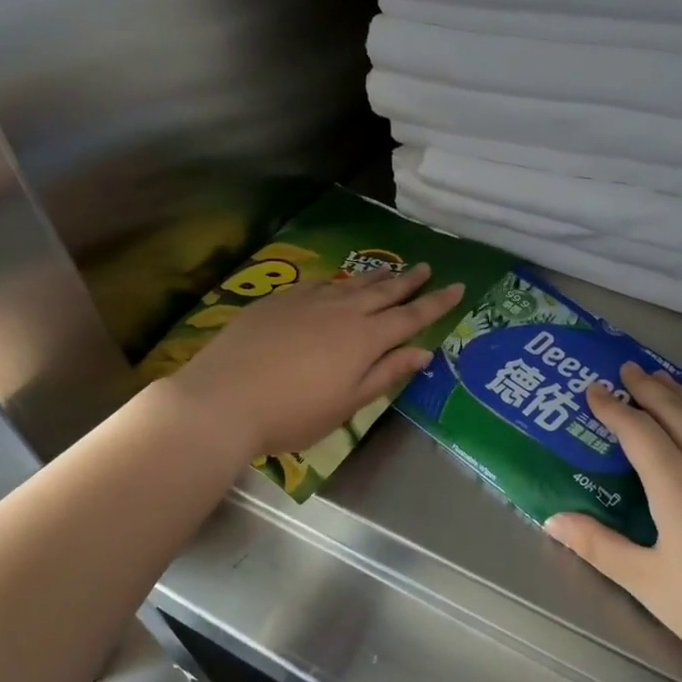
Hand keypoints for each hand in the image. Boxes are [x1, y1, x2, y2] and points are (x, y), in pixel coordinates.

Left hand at [166, 263, 464, 459]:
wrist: (223, 399)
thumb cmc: (293, 414)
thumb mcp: (347, 404)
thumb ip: (386, 374)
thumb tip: (423, 352)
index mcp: (366, 339)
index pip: (411, 316)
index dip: (436, 303)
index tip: (458, 286)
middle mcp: (342, 312)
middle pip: (384, 292)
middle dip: (409, 281)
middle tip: (428, 267)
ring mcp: (308, 301)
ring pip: (351, 283)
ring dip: (375, 276)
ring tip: (391, 268)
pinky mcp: (279, 300)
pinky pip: (319, 284)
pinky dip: (337, 282)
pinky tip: (337, 283)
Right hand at [546, 363, 681, 681]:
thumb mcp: (649, 584)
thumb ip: (599, 547)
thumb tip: (552, 520)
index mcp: (677, 484)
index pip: (638, 430)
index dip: (613, 408)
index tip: (593, 389)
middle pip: (677, 412)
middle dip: (649, 388)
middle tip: (629, 368)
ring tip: (665, 381)